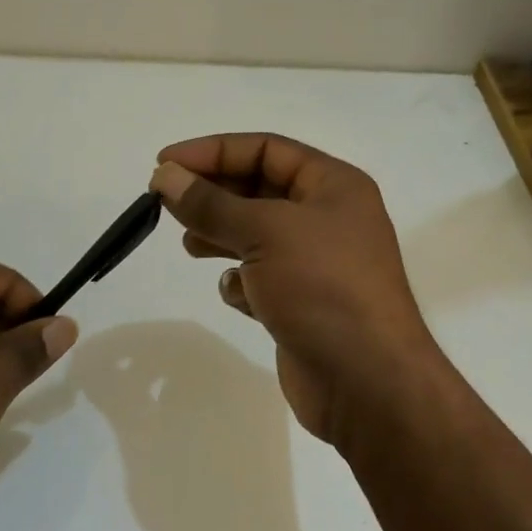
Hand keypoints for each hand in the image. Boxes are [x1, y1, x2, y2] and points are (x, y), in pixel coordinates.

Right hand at [150, 134, 443, 445]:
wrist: (367, 381)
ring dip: (222, 235)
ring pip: (258, 235)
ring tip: (190, 245)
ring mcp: (318, 263)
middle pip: (261, 189)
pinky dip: (243, 281)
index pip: (266, 149)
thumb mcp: (265, 232)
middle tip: (167, 205)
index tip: (164, 164)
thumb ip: (211, 203)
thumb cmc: (322, 287)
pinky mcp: (304, 304)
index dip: (213, 151)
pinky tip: (235, 293)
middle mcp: (329, 218)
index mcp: (334, 185)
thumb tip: (166, 176)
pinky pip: (264, 277)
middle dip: (214, 194)